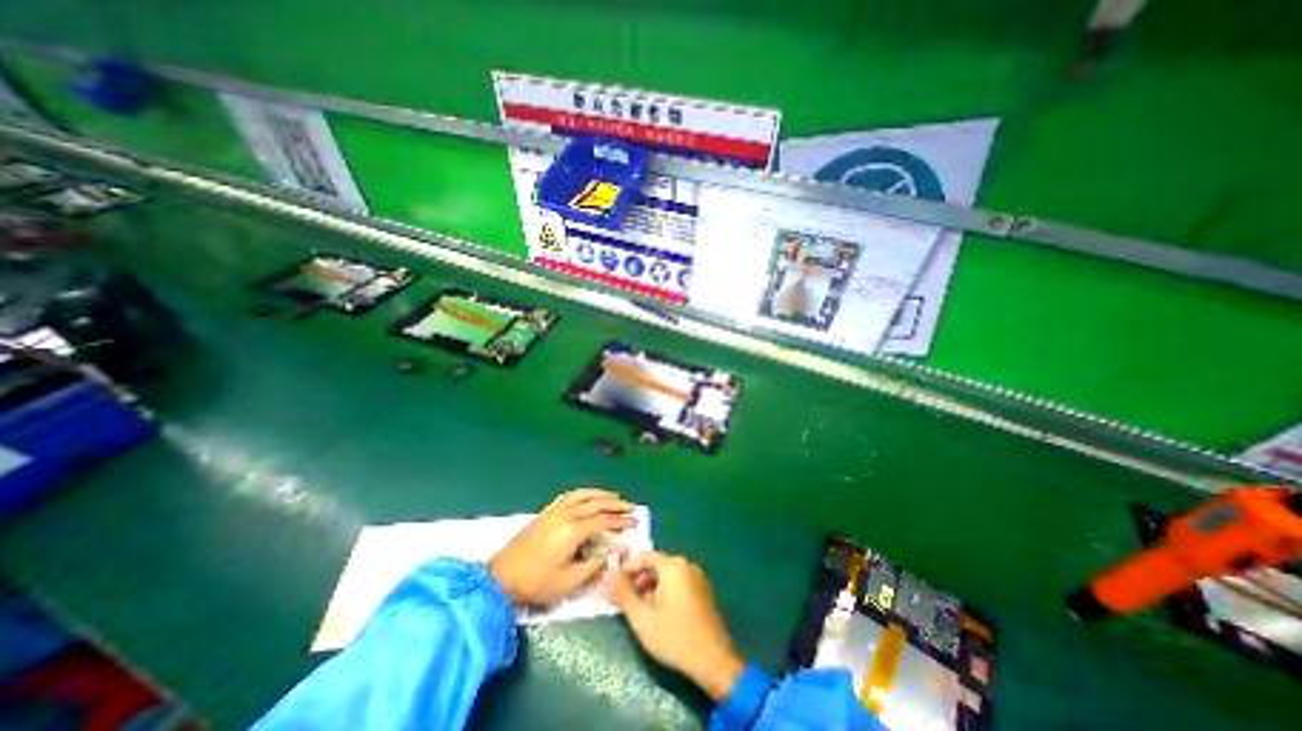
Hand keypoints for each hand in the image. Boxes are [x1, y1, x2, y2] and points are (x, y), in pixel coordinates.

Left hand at [484, 492, 639, 606]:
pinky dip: (584, 493)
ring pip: (584, 495)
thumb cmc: (536, 583)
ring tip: (615, 497)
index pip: (604, 521)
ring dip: (602, 494)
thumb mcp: (569, 581)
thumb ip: (596, 564)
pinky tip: (589, 495)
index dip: (621, 521)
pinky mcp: (546, 512)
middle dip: (616, 505)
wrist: (502, 577)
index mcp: (573, 531)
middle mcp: (566, 514)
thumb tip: (618, 551)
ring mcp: (555, 511)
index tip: (635, 522)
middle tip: (631, 507)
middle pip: (597, 504)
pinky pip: (570, 496)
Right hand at [608, 552, 741, 698]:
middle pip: (656, 565)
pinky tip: (658, 612)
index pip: (643, 557)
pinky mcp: (703, 591)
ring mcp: (697, 577)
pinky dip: (665, 592)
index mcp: (672, 565)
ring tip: (639, 609)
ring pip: (667, 575)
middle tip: (624, 600)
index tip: (614, 586)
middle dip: (638, 580)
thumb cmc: (673, 636)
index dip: (626, 570)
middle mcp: (686, 564)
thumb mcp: (641, 616)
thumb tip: (610, 570)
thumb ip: (623, 591)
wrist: (713, 660)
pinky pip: (679, 583)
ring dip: (650, 587)